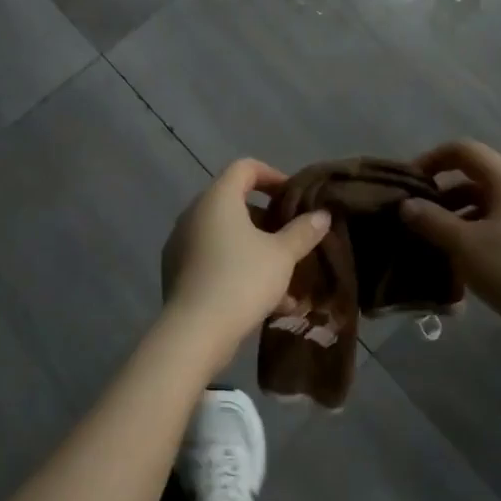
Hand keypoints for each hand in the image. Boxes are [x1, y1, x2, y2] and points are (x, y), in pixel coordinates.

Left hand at [161, 159, 331, 365]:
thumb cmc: (241, 280)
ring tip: (286, 279)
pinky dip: (239, 269)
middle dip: (268, 220)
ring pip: (226, 237)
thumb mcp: (281, 256)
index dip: (272, 176)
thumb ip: (302, 232)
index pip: (244, 168)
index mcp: (217, 199)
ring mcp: (182, 243)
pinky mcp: (177, 272)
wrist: (194, 332)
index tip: (294, 198)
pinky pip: (214, 260)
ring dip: (257, 251)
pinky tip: (267, 302)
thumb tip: (322, 215)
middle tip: (292, 238)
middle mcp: (194, 214)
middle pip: (235, 203)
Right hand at [399, 141, 500, 356]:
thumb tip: (406, 205)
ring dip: (453, 216)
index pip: (464, 150)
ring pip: (482, 204)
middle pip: (472, 177)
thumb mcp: (464, 245)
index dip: (432, 159)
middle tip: (414, 216)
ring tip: (429, 241)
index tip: (409, 184)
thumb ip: (431, 220)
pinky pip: (494, 226)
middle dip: (439, 193)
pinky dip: (471, 234)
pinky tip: (455, 261)